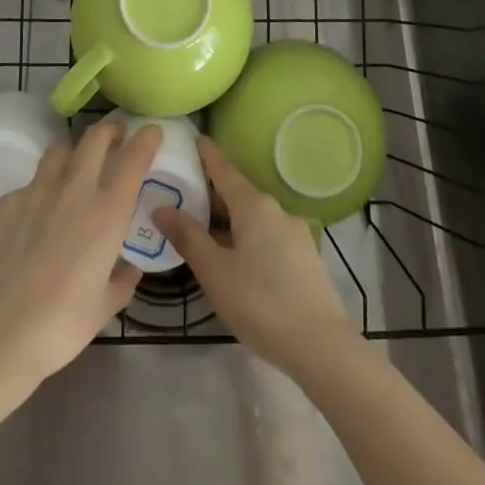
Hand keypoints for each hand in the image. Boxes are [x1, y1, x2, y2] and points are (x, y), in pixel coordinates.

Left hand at [0, 119, 161, 393]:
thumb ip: (123, 279)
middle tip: (115, 137)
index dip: (146, 139)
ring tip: (75, 167)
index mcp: (107, 213)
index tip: (151, 131)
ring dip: (73, 152)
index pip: (134, 158)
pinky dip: (40, 190)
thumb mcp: (105, 307)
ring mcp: (37, 190)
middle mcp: (75, 189)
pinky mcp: (6, 201)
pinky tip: (35, 216)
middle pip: (95, 138)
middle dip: (109, 130)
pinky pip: (30, 184)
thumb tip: (130, 265)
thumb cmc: (61, 325)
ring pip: (59, 150)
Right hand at [154, 135, 353, 376]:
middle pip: (238, 193)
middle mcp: (276, 210)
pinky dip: (247, 237)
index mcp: (254, 205)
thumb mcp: (215, 272)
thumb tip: (162, 207)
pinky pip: (268, 235)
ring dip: (229, 220)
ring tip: (204, 232)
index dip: (207, 154)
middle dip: (212, 194)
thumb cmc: (261, 303)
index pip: (224, 169)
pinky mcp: (305, 257)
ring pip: (253, 217)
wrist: (322, 347)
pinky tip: (236, 259)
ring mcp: (295, 233)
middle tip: (183, 196)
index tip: (194, 137)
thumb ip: (188, 237)